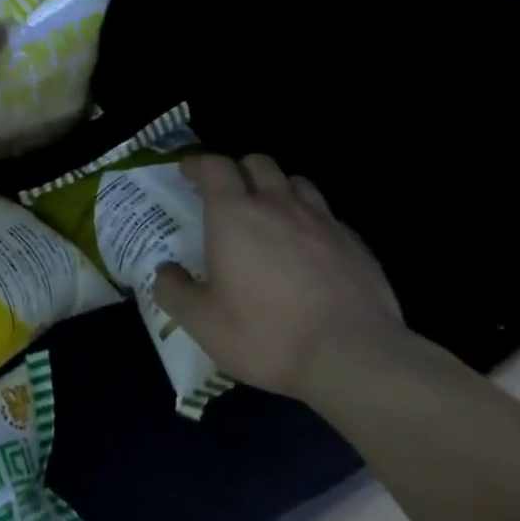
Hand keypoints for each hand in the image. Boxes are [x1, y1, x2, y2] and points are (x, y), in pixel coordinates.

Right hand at [153, 153, 413, 403]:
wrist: (352, 356)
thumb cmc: (265, 334)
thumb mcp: (202, 322)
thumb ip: (174, 291)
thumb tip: (165, 271)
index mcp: (235, 215)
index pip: (215, 166)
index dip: (199, 165)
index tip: (188, 174)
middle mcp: (278, 205)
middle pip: (258, 163)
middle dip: (238, 170)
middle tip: (227, 194)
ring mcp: (322, 220)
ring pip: (296, 182)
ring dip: (277, 188)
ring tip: (270, 214)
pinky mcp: (354, 242)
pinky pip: (326, 215)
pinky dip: (310, 220)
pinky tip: (309, 249)